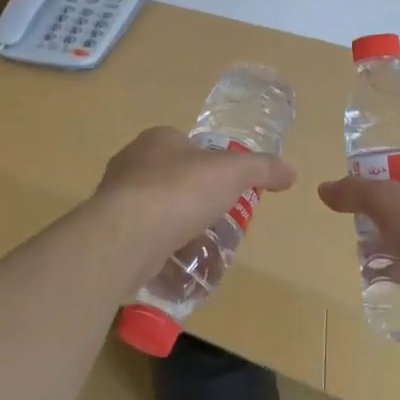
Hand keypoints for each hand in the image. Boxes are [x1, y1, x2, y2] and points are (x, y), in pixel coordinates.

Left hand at [94, 126, 296, 280]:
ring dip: (174, 222)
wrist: (127, 235)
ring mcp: (115, 196)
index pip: (188, 145)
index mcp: (158, 138)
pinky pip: (140, 235)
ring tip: (198, 243)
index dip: (210, 164)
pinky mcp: (108, 230)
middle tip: (216, 218)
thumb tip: (292, 172)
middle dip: (192, 196)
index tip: (227, 188)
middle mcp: (131, 161)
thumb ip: (263, 168)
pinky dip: (157, 245)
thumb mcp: (233, 172)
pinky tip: (173, 261)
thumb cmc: (181, 191)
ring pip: (154, 206)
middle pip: (171, 175)